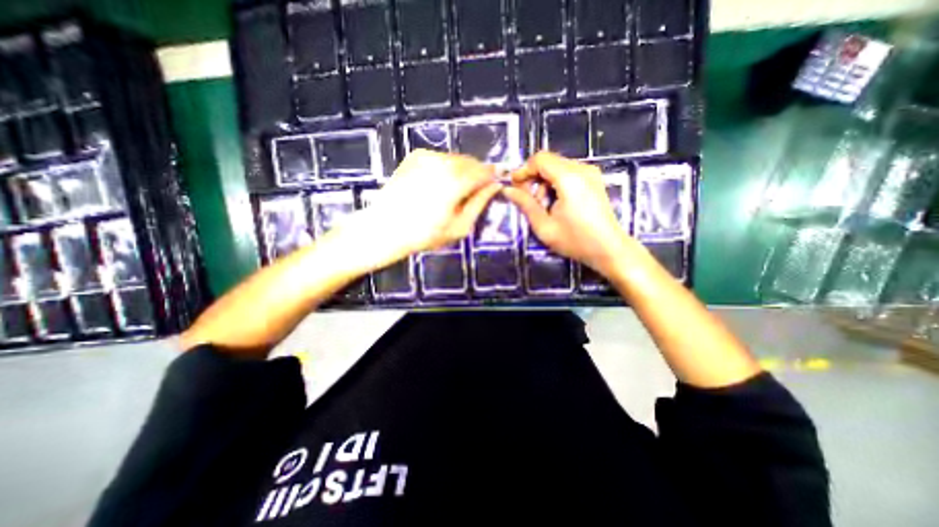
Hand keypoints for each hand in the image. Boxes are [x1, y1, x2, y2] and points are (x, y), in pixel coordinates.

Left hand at [339, 148, 501, 269]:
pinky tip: (438, 184)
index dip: (493, 175)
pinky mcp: (416, 156)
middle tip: (475, 191)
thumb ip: (480, 203)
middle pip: (471, 162)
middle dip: (477, 174)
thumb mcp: (459, 226)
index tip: (498, 181)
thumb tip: (495, 186)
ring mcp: (427, 156)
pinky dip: (446, 167)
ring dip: (462, 170)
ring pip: (456, 159)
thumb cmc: (425, 234)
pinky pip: (441, 158)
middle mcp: (443, 162)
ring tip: (455, 190)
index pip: (484, 171)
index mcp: (456, 181)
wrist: (385, 228)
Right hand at [508, 150, 629, 278]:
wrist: (609, 249)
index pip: (540, 159)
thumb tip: (508, 190)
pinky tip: (556, 202)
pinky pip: (568, 173)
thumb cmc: (576, 240)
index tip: (514, 186)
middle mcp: (582, 169)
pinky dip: (556, 183)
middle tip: (528, 199)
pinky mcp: (594, 179)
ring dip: (544, 182)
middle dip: (533, 177)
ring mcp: (590, 173)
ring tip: (543, 205)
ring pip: (557, 167)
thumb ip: (525, 204)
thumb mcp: (544, 226)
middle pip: (549, 161)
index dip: (523, 170)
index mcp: (569, 179)